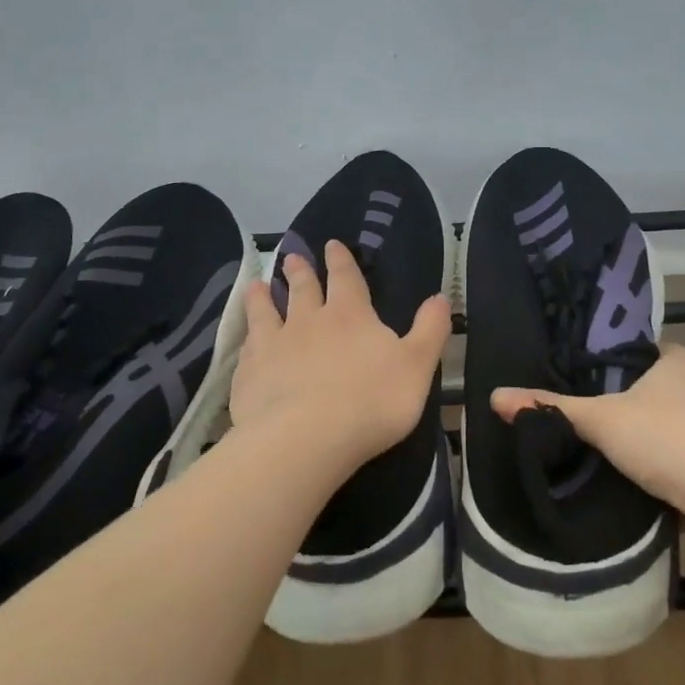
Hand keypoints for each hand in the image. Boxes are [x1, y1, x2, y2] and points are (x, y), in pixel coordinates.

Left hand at [230, 240, 450, 475]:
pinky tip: (244, 338)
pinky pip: (247, 348)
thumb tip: (441, 297)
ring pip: (266, 313)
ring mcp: (274, 347)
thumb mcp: (416, 365)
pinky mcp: (248, 375)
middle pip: (302, 289)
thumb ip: (430, 330)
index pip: (345, 278)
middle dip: (300, 272)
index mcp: (350, 316)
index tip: (331, 244)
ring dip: (263, 297)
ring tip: (257, 285)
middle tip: (291, 257)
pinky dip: (246, 337)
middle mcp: (308, 322)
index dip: (340, 261)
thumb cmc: (371, 401)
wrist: (306, 439)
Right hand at [490, 345, 684, 507]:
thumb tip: (494, 396)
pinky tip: (618, 474)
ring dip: (629, 435)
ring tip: (583, 443)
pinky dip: (646, 463)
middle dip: (607, 402)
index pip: (624, 349)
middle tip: (563, 411)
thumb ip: (551, 408)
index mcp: (672, 358)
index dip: (592, 361)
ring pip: (654, 423)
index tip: (560, 374)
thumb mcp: (602, 420)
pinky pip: (668, 454)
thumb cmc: (670, 439)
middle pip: (638, 388)